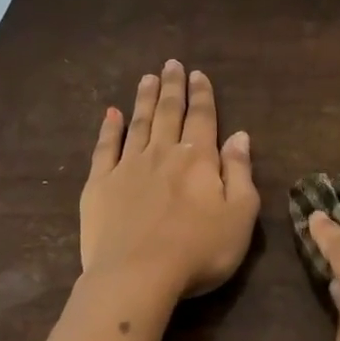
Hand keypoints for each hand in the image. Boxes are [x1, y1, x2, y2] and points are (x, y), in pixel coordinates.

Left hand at [80, 60, 258, 302]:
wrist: (136, 276)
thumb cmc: (198, 251)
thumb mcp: (239, 216)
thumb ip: (240, 173)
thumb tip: (240, 136)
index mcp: (198, 160)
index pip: (202, 118)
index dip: (202, 95)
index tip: (198, 74)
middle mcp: (163, 153)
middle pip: (169, 112)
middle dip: (172, 87)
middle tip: (171, 64)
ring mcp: (127, 167)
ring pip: (138, 123)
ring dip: (144, 99)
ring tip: (147, 78)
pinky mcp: (99, 185)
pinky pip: (104, 148)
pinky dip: (109, 129)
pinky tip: (111, 114)